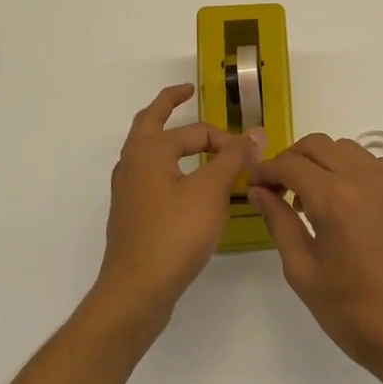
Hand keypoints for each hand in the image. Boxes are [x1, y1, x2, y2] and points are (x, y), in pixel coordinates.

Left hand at [97, 84, 262, 334]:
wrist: (137, 290)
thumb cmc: (174, 233)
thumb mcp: (211, 191)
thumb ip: (233, 158)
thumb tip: (255, 132)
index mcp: (148, 150)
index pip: (194, 130)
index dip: (225, 137)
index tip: (250, 153)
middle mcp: (132, 164)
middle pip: (149, 123)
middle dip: (168, 105)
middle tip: (185, 93)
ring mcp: (128, 191)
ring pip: (147, 151)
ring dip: (167, 138)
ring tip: (187, 137)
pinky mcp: (132, 215)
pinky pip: (151, 176)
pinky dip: (168, 166)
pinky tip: (184, 183)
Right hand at [248, 135, 382, 383]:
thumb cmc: (354, 313)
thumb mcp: (304, 272)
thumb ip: (279, 222)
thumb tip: (259, 191)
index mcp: (336, 199)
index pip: (291, 164)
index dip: (267, 171)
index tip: (255, 185)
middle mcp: (368, 178)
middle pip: (320, 145)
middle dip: (293, 159)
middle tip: (281, 188)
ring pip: (351, 151)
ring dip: (326, 164)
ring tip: (317, 199)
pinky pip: (379, 168)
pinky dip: (357, 175)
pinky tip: (352, 208)